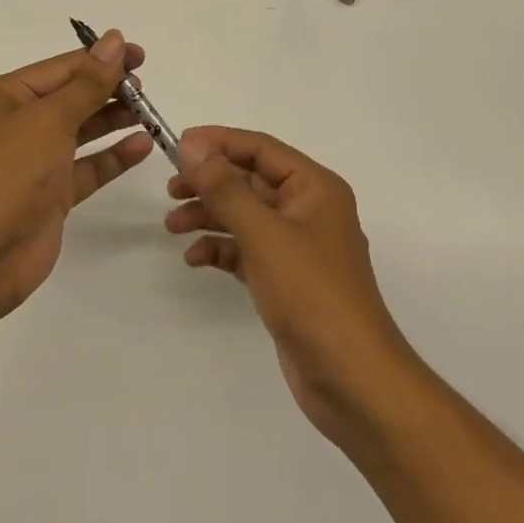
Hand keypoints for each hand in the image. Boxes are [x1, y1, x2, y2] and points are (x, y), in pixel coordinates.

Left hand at [0, 30, 154, 314]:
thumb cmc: (9, 170)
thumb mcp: (50, 117)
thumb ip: (89, 82)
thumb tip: (115, 39)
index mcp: (7, 95)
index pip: (62, 68)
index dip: (102, 59)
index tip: (141, 56)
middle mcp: (20, 124)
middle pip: (73, 97)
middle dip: (109, 90)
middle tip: (145, 89)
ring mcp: (36, 161)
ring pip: (82, 131)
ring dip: (114, 120)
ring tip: (149, 113)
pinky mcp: (52, 194)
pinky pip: (88, 167)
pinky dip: (113, 156)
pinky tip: (142, 145)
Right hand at [166, 126, 421, 446]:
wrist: (352, 380)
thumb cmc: (312, 295)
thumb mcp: (264, 234)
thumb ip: (226, 188)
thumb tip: (193, 145)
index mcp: (314, 188)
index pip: (261, 148)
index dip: (219, 142)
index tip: (178, 145)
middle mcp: (308, 210)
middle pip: (251, 181)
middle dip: (210, 183)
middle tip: (171, 189)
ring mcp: (298, 247)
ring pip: (246, 216)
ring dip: (209, 216)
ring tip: (172, 225)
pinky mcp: (287, 280)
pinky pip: (247, 250)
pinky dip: (221, 250)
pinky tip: (195, 259)